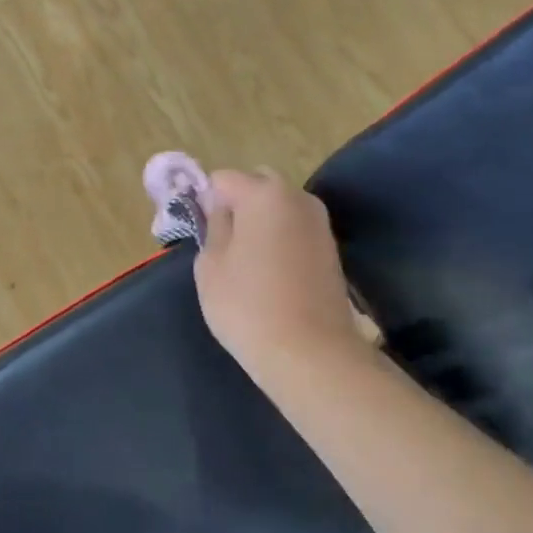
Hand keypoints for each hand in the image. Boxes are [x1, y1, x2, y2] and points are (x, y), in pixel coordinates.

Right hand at [193, 168, 369, 380]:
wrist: (310, 353)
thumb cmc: (247, 306)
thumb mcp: (210, 266)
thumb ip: (213, 227)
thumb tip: (222, 212)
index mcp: (264, 193)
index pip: (222, 179)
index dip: (206, 201)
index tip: (201, 231)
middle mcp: (298, 198)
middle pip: (258, 185)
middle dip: (238, 204)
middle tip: (222, 243)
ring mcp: (320, 224)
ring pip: (280, 209)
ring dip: (261, 223)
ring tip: (246, 263)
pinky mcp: (331, 251)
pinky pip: (295, 232)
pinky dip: (280, 241)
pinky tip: (270, 275)